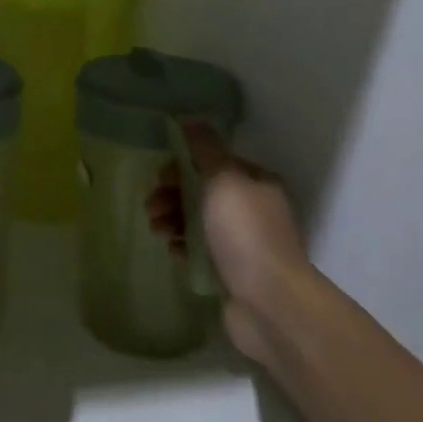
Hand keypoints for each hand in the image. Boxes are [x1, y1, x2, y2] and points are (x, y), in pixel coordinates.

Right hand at [146, 121, 306, 362]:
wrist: (270, 303)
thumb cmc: (245, 232)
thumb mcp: (223, 179)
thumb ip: (204, 148)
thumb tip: (191, 118)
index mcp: (255, 182)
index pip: (213, 163)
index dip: (183, 166)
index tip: (160, 178)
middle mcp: (253, 208)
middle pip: (203, 191)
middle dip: (173, 194)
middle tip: (152, 206)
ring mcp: (244, 243)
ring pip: (199, 221)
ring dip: (173, 219)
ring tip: (157, 230)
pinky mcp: (233, 272)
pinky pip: (201, 250)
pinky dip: (183, 246)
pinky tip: (172, 251)